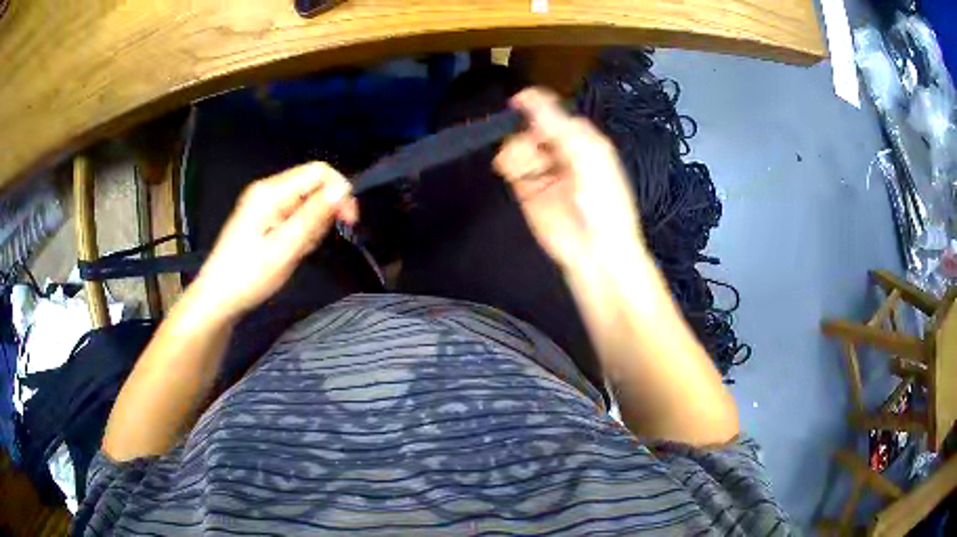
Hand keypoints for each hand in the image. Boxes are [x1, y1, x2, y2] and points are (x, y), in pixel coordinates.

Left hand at [193, 162, 357, 318]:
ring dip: (312, 225)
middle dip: (323, 213)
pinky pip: (294, 214)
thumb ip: (314, 217)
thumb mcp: (285, 248)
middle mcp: (268, 189)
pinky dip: (300, 231)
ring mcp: (264, 203)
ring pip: (306, 201)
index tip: (349, 223)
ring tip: (296, 252)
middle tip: (310, 245)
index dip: (340, 191)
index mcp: (271, 192)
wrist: (218, 298)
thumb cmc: (249, 276)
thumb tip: (343, 189)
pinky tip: (289, 251)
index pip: (319, 171)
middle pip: (313, 184)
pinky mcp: (263, 216)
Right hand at [494, 88, 646, 271]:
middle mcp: (560, 151)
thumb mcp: (587, 157)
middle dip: (525, 133)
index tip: (517, 102)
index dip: (535, 106)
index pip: (553, 113)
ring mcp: (543, 170)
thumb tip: (529, 97)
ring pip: (517, 146)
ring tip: (523, 166)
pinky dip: (507, 164)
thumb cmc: (603, 202)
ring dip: (516, 150)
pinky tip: (511, 170)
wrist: (596, 250)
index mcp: (581, 139)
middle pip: (530, 127)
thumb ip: (558, 126)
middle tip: (532, 148)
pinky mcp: (527, 189)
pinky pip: (510, 167)